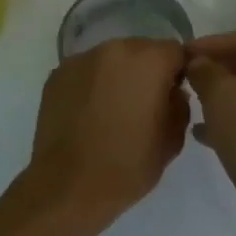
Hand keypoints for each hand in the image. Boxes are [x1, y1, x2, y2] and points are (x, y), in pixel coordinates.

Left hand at [24, 37, 189, 225]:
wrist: (68, 186)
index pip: (176, 51)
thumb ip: (180, 106)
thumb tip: (172, 92)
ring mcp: (80, 60)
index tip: (175, 95)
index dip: (179, 71)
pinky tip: (89, 114)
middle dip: (147, 71)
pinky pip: (85, 72)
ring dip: (117, 76)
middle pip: (141, 50)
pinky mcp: (56, 76)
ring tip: (113, 110)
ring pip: (110, 60)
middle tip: (144, 104)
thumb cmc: (127, 166)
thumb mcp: (172, 140)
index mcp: (148, 61)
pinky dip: (92, 85)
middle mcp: (113, 50)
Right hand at [185, 32, 235, 235]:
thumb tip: (199, 63)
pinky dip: (229, 122)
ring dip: (220, 96)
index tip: (180, 52)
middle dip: (215, 68)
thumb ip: (207, 73)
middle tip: (183, 76)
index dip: (209, 43)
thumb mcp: (224, 99)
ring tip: (189, 102)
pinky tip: (202, 134)